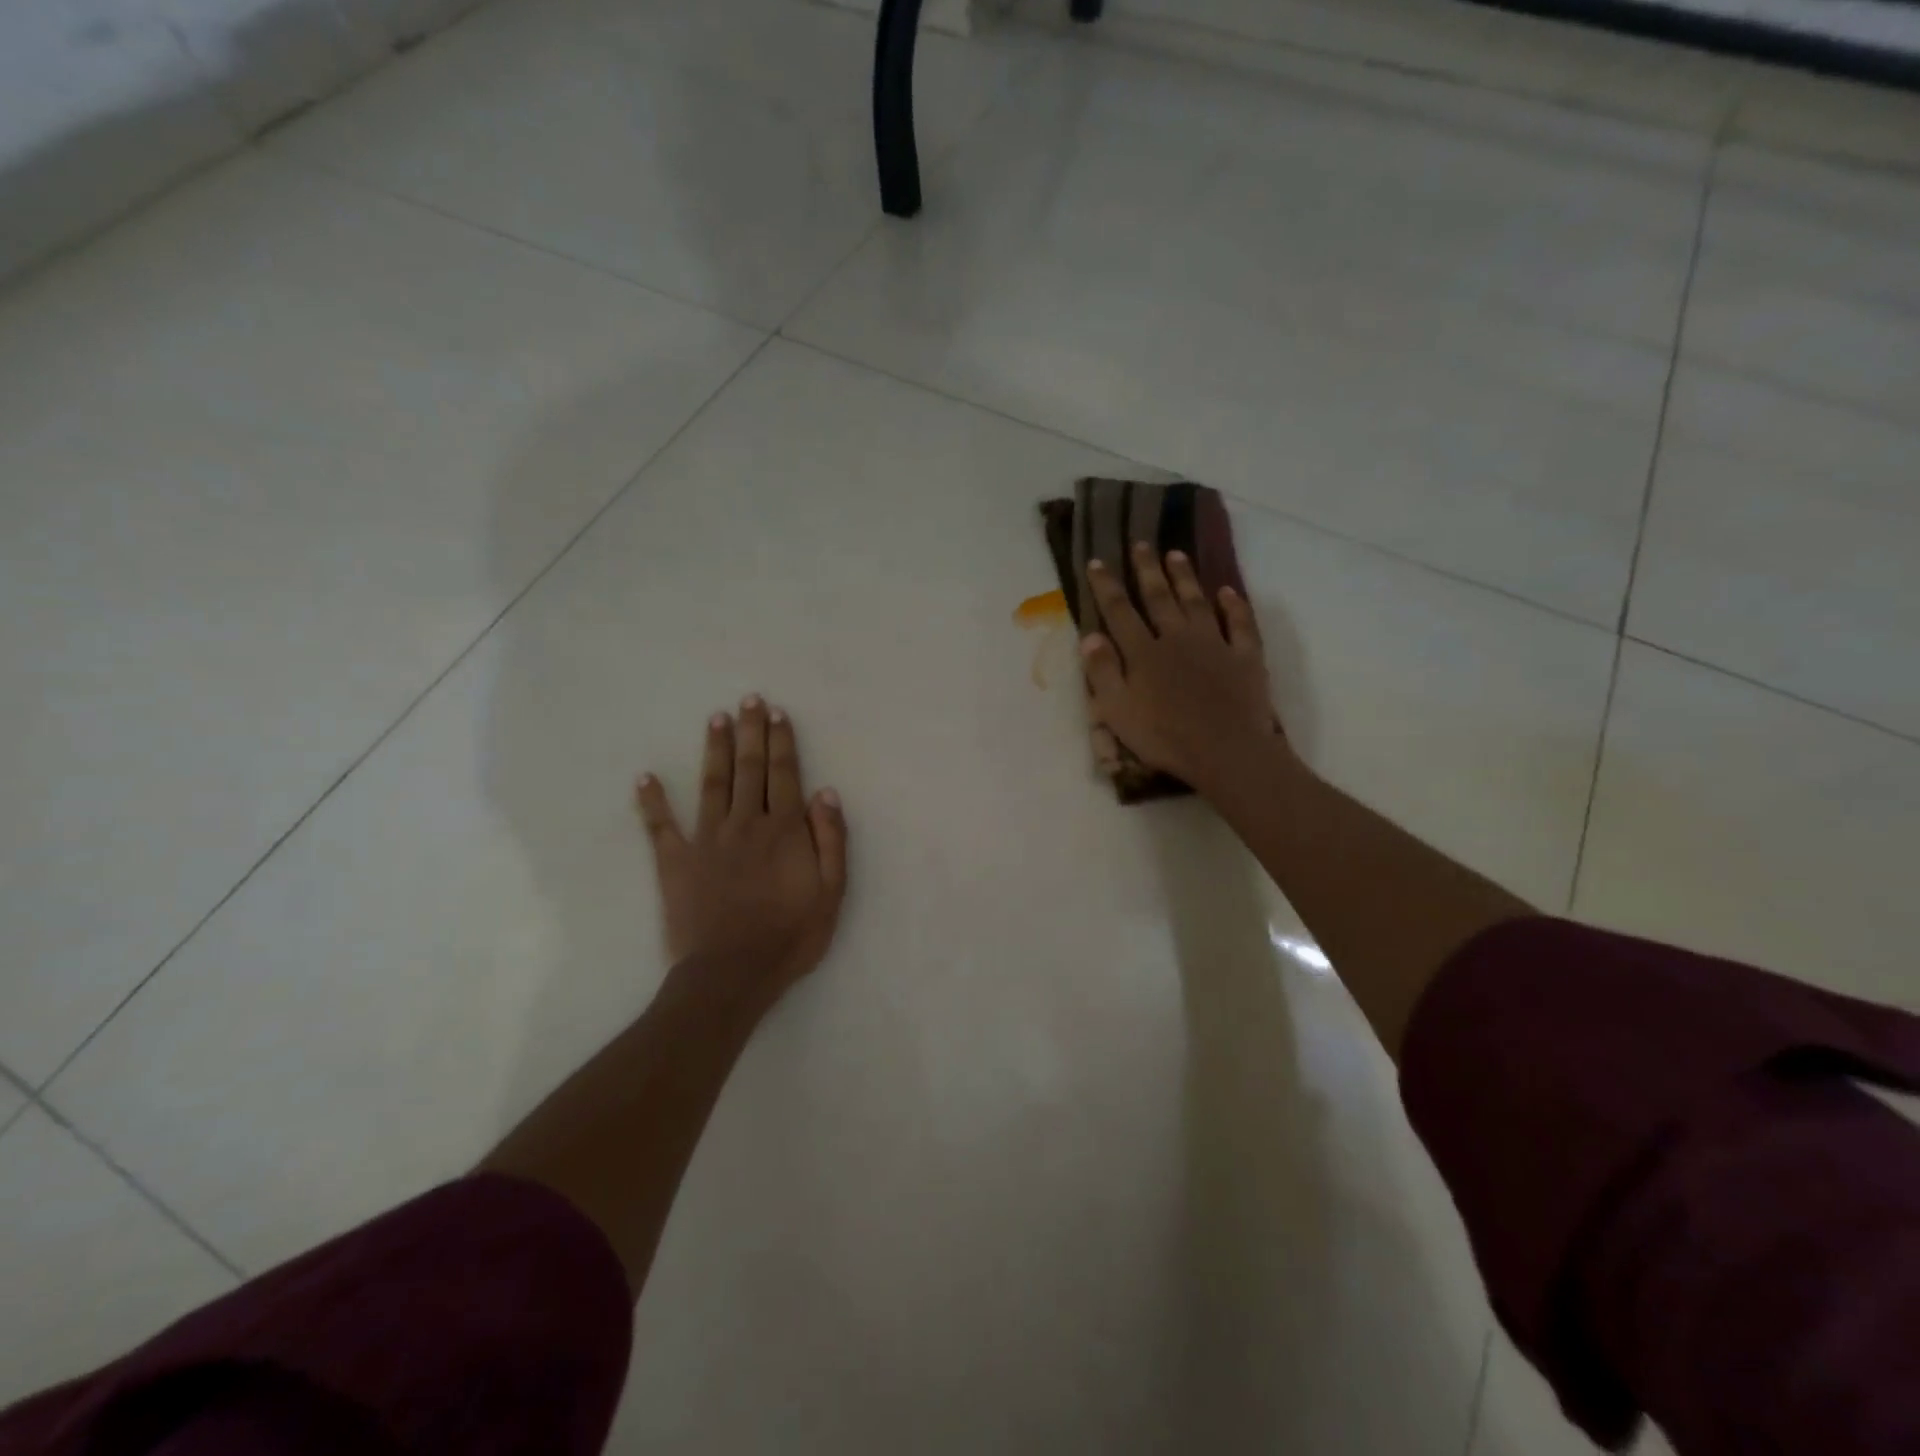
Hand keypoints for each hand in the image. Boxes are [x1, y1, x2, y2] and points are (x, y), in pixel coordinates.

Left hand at [636, 697, 848, 1002]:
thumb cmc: (790, 935)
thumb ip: (831, 840)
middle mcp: (745, 823)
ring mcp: (707, 840)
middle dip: (750, 731)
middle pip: (749, 769)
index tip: (777, 713)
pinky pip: (661, 826)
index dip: (781, 742)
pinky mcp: (676, 862)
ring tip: (715, 718)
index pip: (783, 774)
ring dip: (715, 749)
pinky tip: (644, 777)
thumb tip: (825, 792)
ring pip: (712, 784)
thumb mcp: (831, 892)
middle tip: (748, 700)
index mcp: (783, 830)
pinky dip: (652, 801)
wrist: (733, 973)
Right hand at [1082, 543, 1283, 794]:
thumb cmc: (1164, 737)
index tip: (1097, 561)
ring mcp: (1214, 644)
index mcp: (1143, 652)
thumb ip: (1102, 672)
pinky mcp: (1245, 657)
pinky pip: (1240, 624)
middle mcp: (1177, 638)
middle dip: (1147, 569)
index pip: (1119, 611)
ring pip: (1197, 602)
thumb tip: (1090, 636)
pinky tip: (1228, 591)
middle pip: (1159, 597)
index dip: (1106, 586)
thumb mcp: (1117, 711)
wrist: (1226, 752)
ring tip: (1176, 554)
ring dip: (1185, 577)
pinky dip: (1234, 605)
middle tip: (1141, 543)